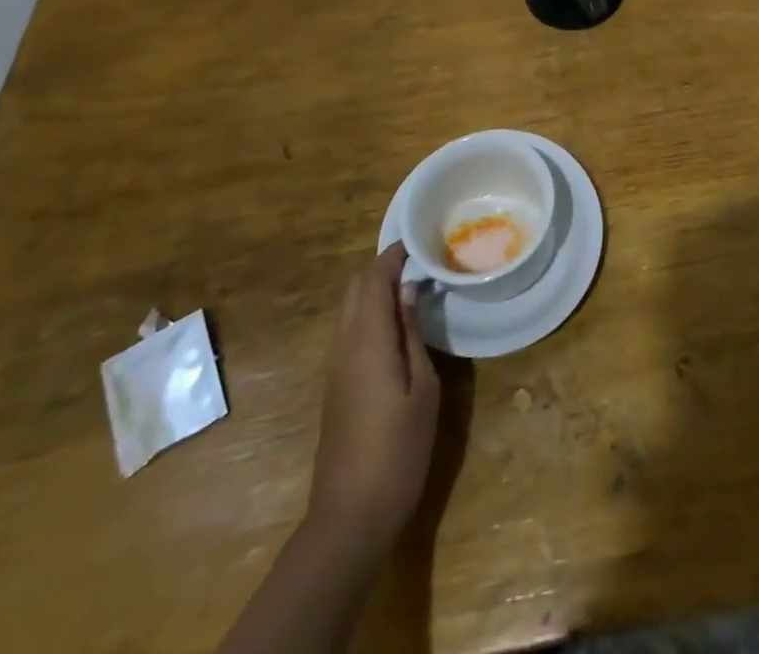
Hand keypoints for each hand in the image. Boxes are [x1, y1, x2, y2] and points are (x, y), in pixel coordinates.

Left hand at [305, 244, 439, 562]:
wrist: (350, 515)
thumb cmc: (398, 450)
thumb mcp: (423, 388)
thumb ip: (412, 333)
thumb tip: (409, 290)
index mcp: (366, 339)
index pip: (373, 278)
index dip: (394, 255)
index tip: (422, 242)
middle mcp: (343, 344)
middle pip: (355, 288)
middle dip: (382, 267)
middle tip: (420, 262)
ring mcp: (334, 365)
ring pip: (349, 307)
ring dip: (374, 288)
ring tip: (413, 286)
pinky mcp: (335, 384)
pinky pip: (349, 329)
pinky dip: (369, 312)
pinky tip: (396, 324)